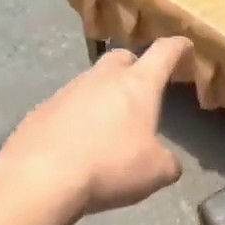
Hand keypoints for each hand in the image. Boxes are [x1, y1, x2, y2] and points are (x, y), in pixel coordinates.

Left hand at [0, 37, 192, 216]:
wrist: (39, 178)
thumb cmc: (110, 166)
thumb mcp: (156, 172)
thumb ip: (168, 162)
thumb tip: (168, 163)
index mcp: (137, 85)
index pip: (164, 52)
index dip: (178, 48)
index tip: (185, 46)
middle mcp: (102, 78)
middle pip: (122, 58)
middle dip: (134, 67)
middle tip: (142, 89)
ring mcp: (67, 91)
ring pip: (92, 82)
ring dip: (103, 95)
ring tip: (108, 126)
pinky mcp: (40, 111)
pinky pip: (66, 106)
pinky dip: (77, 118)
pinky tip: (77, 144)